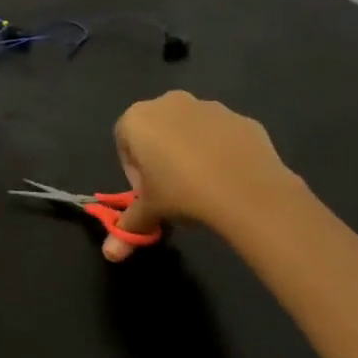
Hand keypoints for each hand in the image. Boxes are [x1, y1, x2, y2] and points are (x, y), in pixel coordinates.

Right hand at [102, 91, 300, 260]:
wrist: (248, 190)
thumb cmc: (182, 192)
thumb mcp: (149, 212)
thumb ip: (127, 227)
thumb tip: (109, 254)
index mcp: (137, 119)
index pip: (124, 143)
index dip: (134, 172)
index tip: (148, 195)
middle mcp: (170, 103)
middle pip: (156, 133)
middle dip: (161, 159)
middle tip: (172, 192)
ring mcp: (209, 107)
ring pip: (190, 132)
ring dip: (190, 154)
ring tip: (204, 189)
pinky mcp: (241, 119)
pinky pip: (222, 136)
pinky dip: (221, 153)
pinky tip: (229, 180)